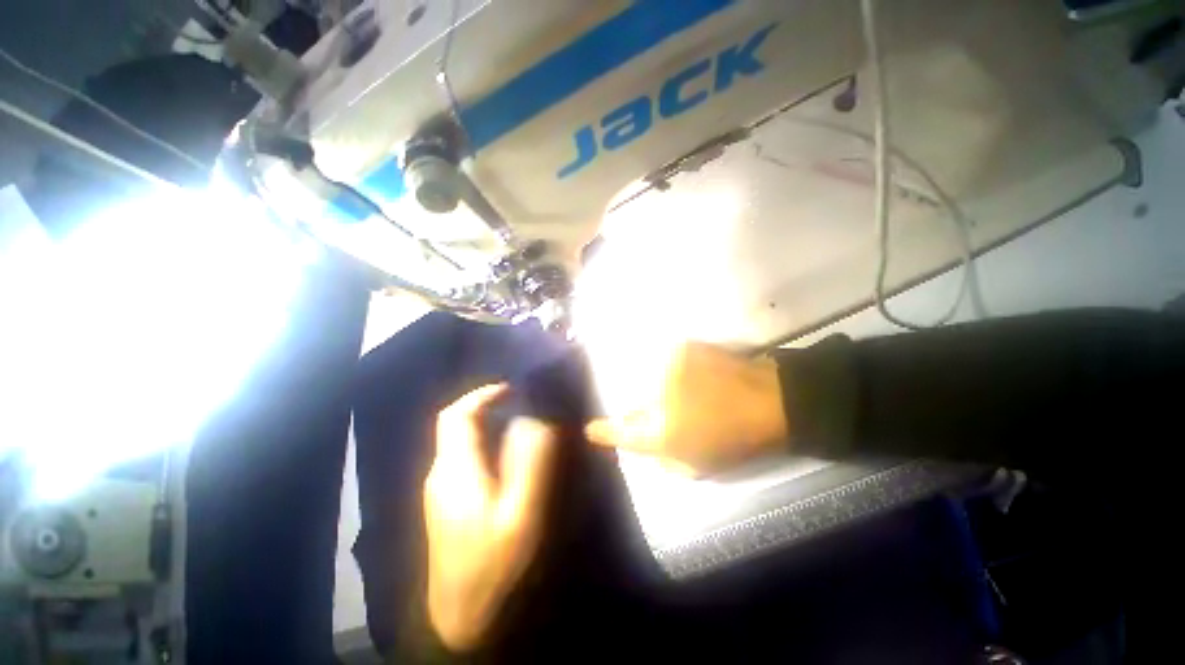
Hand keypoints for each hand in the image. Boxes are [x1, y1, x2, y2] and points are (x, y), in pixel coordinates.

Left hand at [424, 385, 557, 651]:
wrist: (462, 618)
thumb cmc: (493, 565)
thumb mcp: (521, 514)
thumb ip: (529, 463)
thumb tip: (535, 421)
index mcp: (455, 470)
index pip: (456, 415)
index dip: (482, 394)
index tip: (513, 387)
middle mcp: (440, 473)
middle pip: (456, 424)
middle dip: (487, 406)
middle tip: (523, 403)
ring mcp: (440, 489)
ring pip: (460, 440)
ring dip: (487, 424)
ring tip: (520, 424)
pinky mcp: (445, 502)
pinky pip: (464, 457)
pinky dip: (484, 443)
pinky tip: (506, 457)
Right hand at [585, 343, 787, 474]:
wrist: (771, 399)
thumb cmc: (736, 439)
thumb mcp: (698, 467)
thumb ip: (663, 459)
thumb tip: (645, 445)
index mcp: (662, 431)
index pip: (619, 432)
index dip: (602, 431)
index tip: (590, 429)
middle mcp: (657, 396)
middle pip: (632, 403)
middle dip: (639, 411)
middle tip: (663, 414)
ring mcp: (668, 367)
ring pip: (648, 380)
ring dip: (658, 390)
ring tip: (686, 394)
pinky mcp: (681, 348)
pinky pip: (665, 362)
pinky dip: (672, 371)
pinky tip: (693, 376)